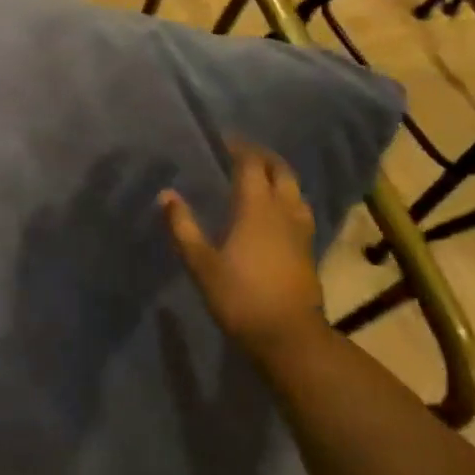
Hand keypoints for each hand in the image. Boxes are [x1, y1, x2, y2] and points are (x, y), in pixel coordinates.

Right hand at [160, 140, 323, 349]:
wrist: (288, 336)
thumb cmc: (239, 296)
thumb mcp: (201, 262)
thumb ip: (183, 226)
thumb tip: (166, 194)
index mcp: (256, 208)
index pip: (251, 165)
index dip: (239, 148)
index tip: (224, 139)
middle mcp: (283, 211)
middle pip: (280, 171)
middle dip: (264, 157)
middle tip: (243, 152)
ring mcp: (300, 230)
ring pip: (295, 190)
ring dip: (279, 176)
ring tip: (261, 176)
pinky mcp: (308, 249)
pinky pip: (299, 210)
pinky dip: (287, 198)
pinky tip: (276, 211)